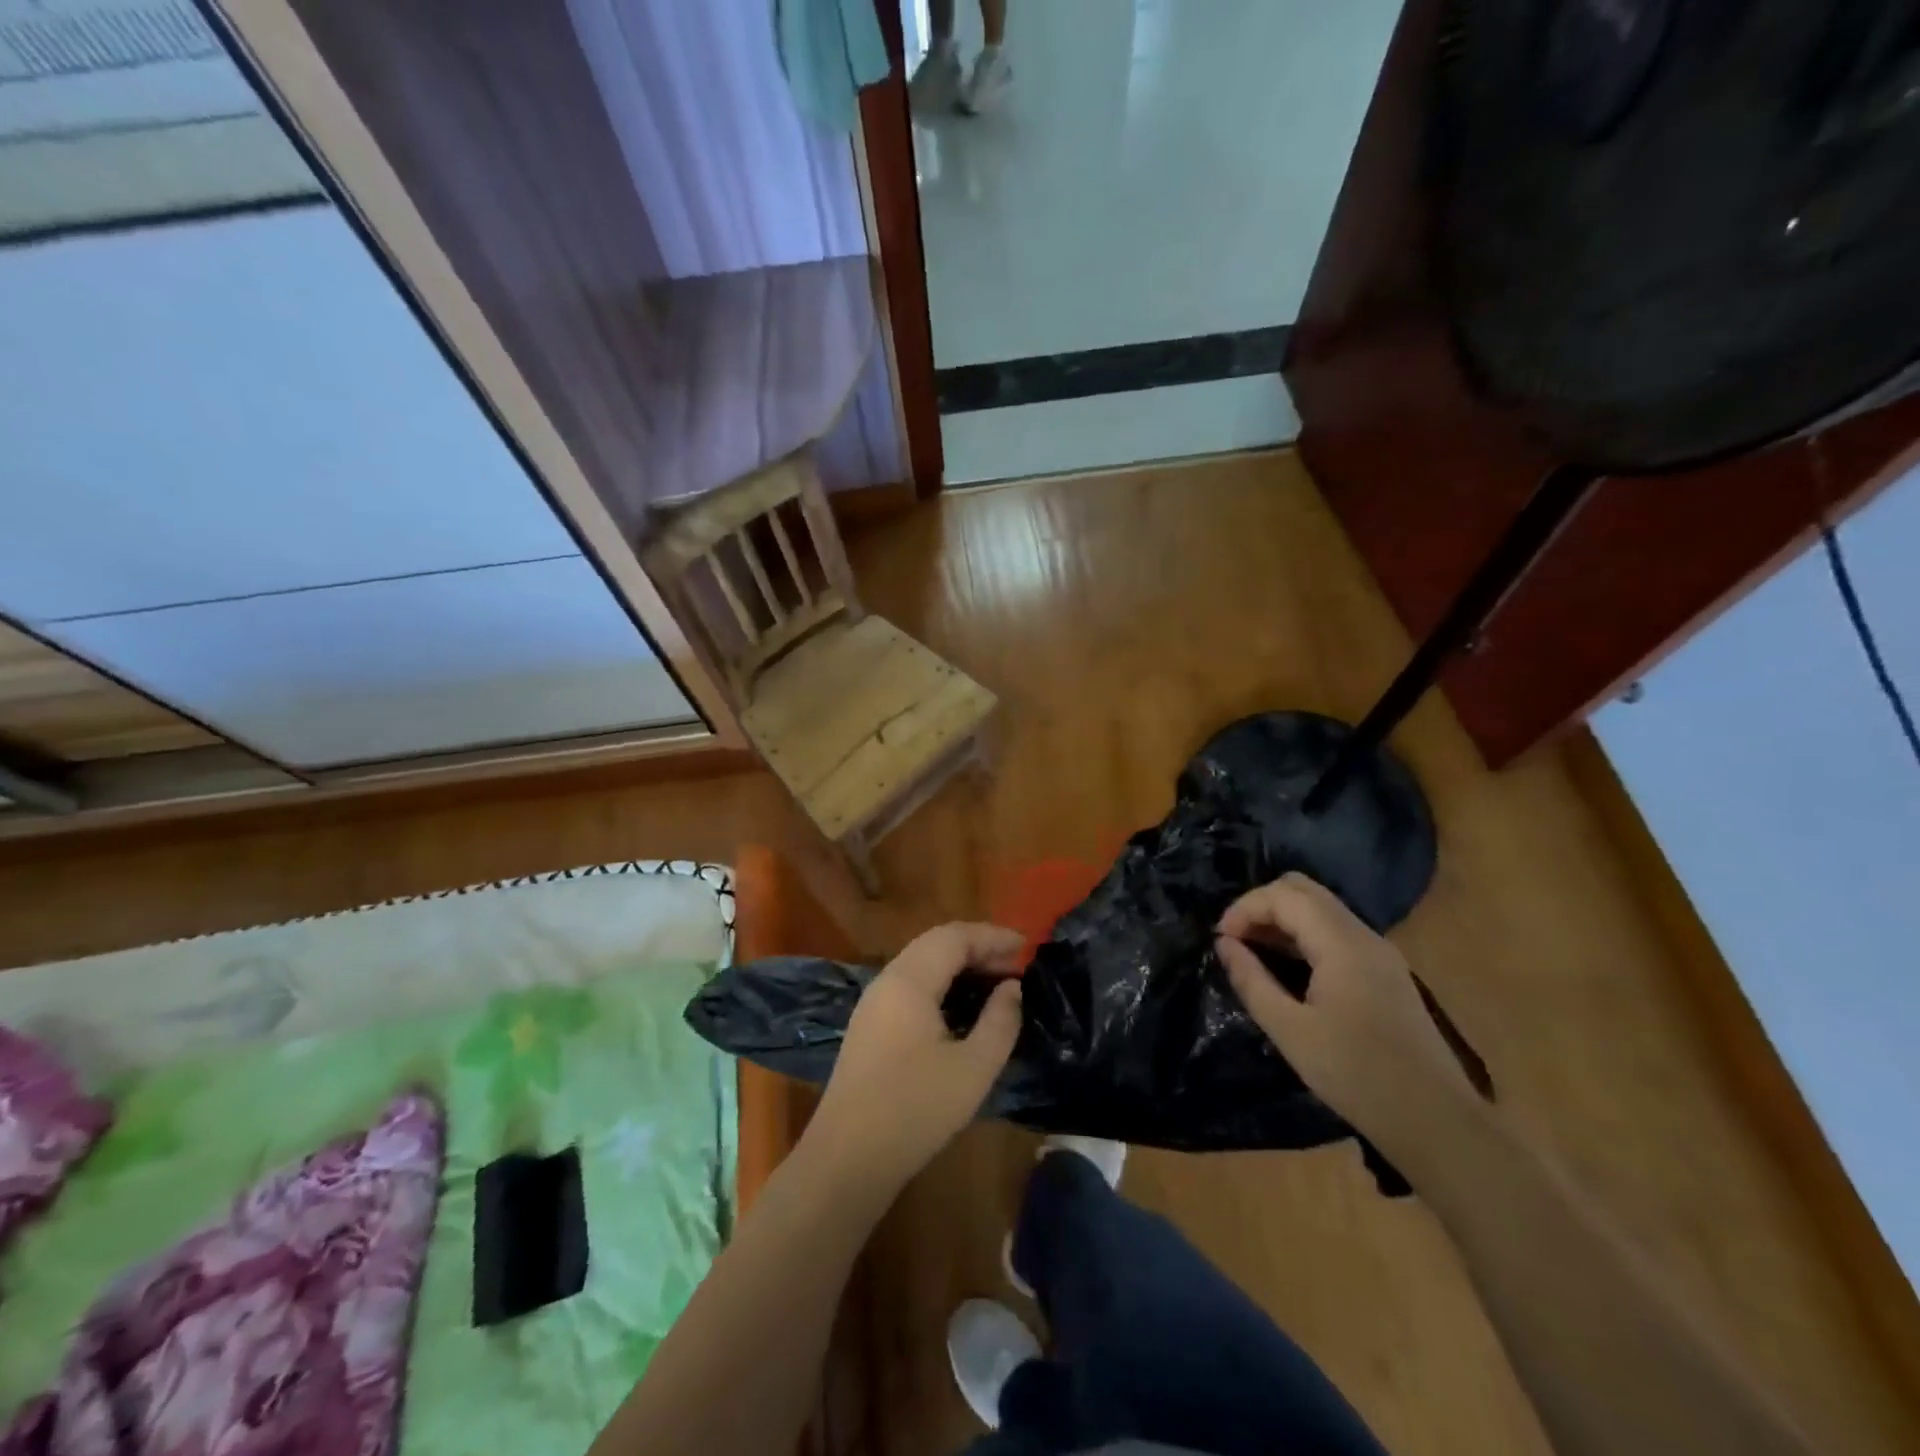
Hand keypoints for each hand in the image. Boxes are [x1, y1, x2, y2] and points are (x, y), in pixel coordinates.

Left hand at [807, 923, 1025, 1187]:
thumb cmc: (915, 1110)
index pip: (954, 936)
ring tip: (995, 982)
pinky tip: (961, 1007)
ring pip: (921, 963)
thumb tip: (1012, 987)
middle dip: (978, 947)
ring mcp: (873, 1003)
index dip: (992, 936)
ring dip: (959, 965)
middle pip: (935, 944)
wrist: (846, 1159)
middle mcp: (887, 981)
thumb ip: (1000, 1021)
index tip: (1027, 946)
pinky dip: (941, 983)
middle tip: (1015, 964)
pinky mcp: (869, 1026)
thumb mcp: (973, 1068)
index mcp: (909, 981)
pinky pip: (910, 985)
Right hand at [1215, 873, 1474, 1159]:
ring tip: (1252, 952)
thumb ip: (1252, 981)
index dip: (1245, 908)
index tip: (1220, 940)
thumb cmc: (1357, 1076)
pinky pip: (1335, 931)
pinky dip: (1303, 935)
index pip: (1284, 895)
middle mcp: (1364, 936)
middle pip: (1304, 890)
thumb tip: (1224, 945)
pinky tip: (1287, 966)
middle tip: (1235, 939)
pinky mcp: (1385, 971)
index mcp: (1342, 944)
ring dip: (1282, 919)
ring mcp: (1379, 952)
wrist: (1437, 1122)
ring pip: (1321, 908)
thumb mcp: (1290, 1031)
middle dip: (1261, 905)